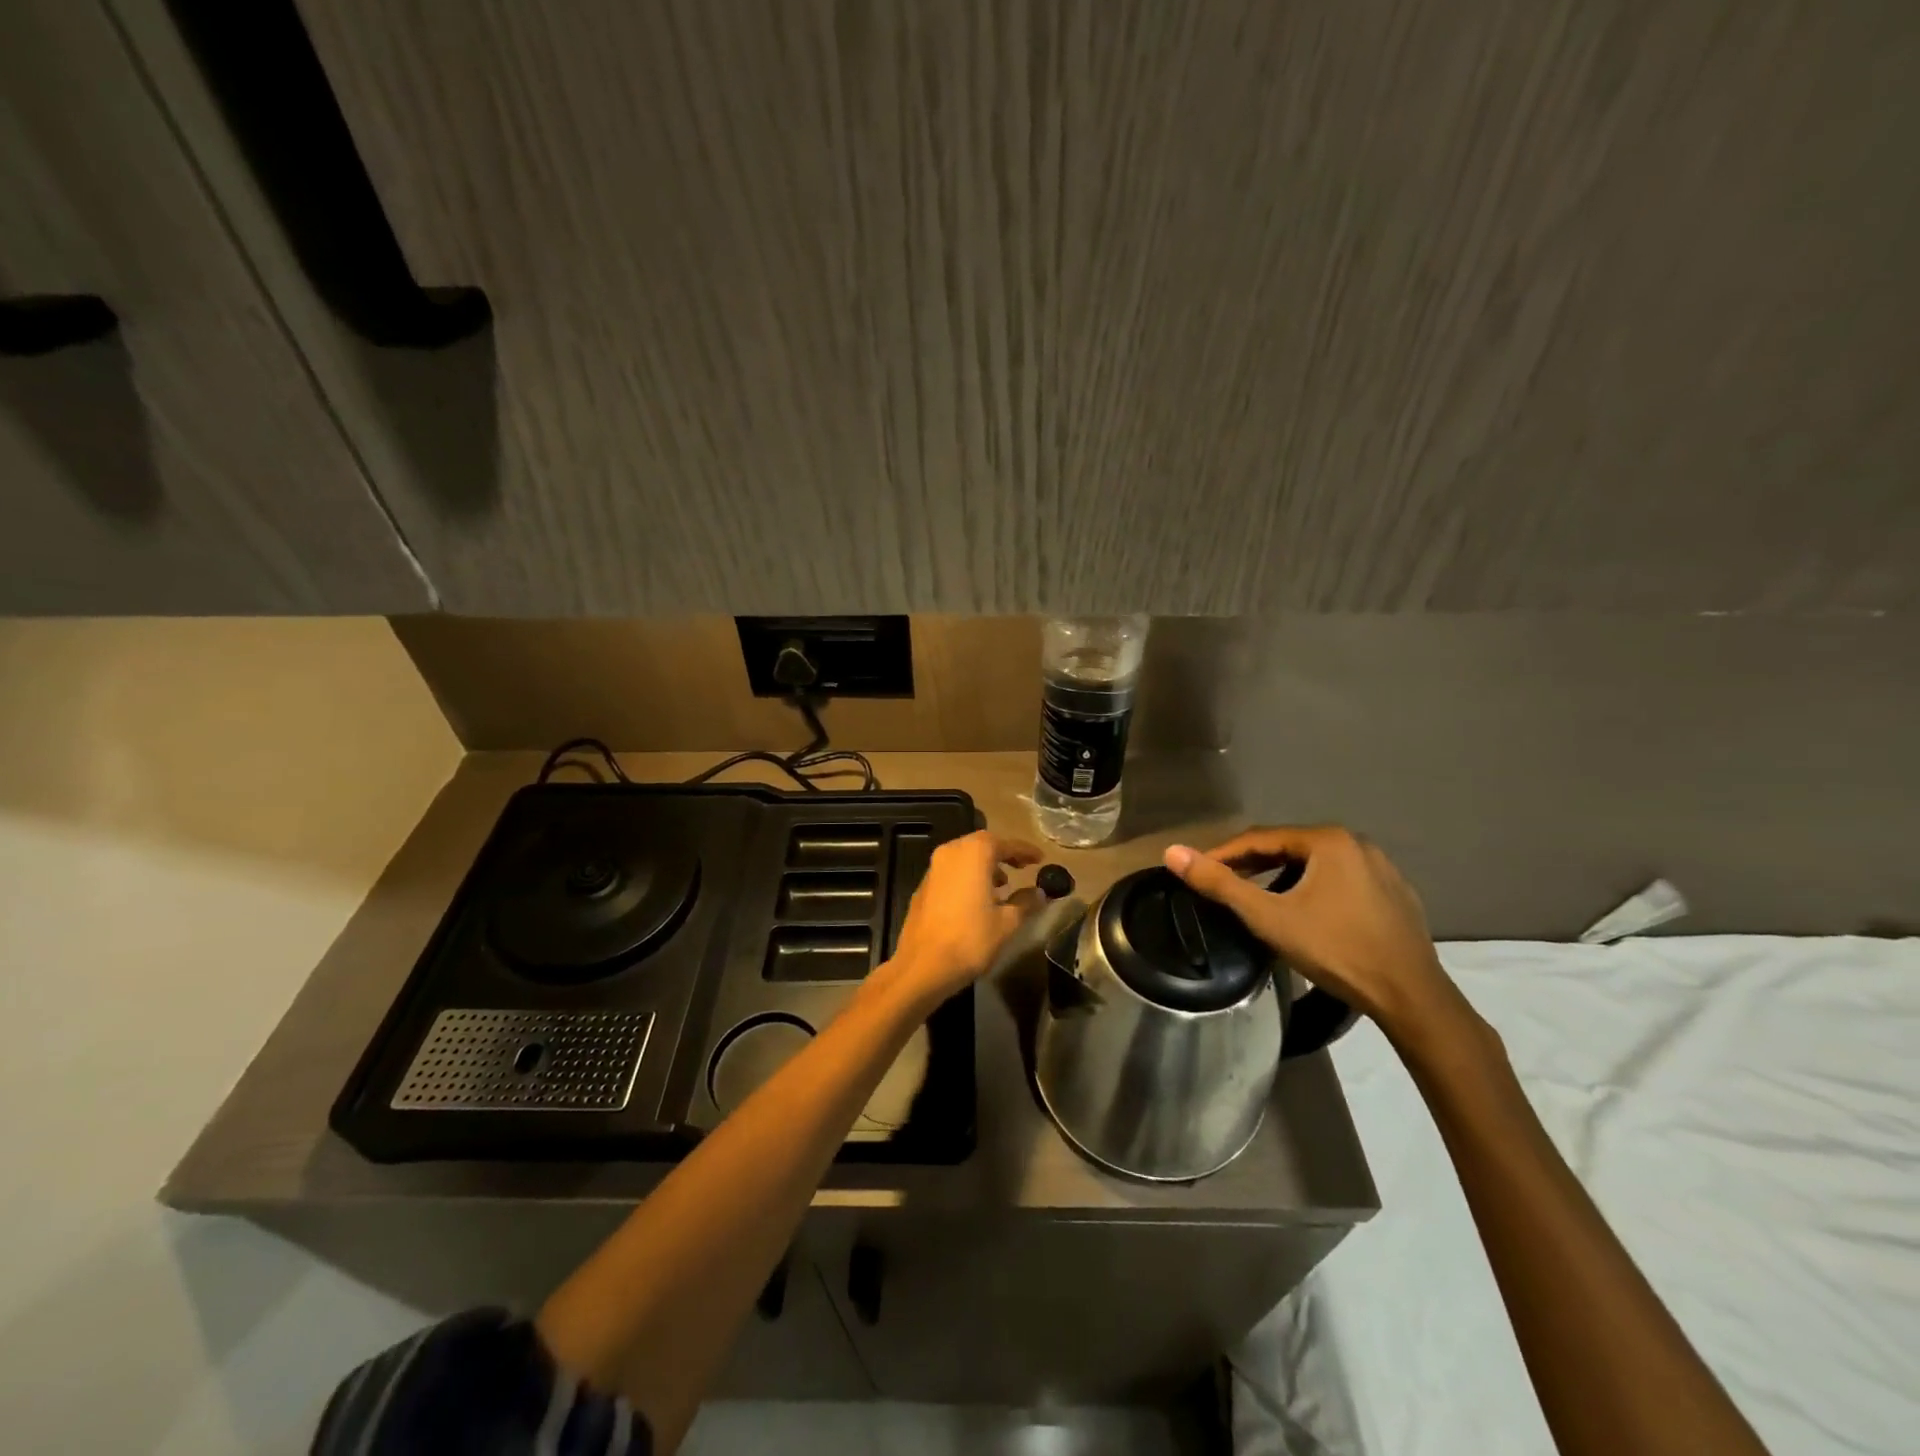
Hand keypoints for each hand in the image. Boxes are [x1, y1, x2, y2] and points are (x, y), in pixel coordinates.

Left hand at [883, 831, 1044, 1008]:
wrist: (923, 965)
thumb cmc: (971, 939)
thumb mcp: (1007, 922)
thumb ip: (1026, 902)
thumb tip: (1040, 893)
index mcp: (974, 853)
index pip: (1005, 844)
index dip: (1025, 850)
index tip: (1040, 858)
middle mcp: (951, 852)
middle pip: (981, 844)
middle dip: (1003, 854)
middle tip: (1022, 867)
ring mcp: (933, 868)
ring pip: (964, 857)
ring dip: (984, 865)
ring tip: (1001, 886)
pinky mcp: (923, 886)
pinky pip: (951, 872)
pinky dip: (967, 876)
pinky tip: (977, 899)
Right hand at [1163, 826, 1455, 1034]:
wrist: (1410, 996)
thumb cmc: (1335, 949)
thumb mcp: (1268, 917)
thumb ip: (1219, 883)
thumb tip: (1172, 852)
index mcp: (1328, 840)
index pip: (1261, 838)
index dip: (1224, 854)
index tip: (1198, 870)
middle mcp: (1358, 843)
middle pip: (1290, 848)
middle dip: (1253, 865)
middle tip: (1225, 886)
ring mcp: (1382, 868)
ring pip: (1317, 865)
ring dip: (1283, 878)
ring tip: (1260, 900)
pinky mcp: (1396, 894)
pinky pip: (1342, 881)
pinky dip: (1316, 890)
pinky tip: (1308, 914)